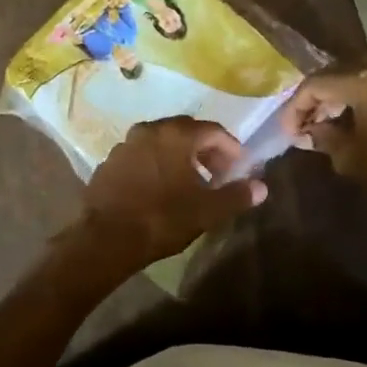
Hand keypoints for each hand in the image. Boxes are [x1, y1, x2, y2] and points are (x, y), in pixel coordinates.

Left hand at [63, 117, 266, 279]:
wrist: (105, 237)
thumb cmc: (161, 218)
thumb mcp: (206, 211)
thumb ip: (236, 196)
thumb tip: (261, 186)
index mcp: (176, 134)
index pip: (213, 130)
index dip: (230, 147)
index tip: (239, 166)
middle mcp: (150, 129)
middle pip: (186, 130)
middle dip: (205, 149)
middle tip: (218, 173)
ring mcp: (126, 143)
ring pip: (162, 141)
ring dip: (180, 155)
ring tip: (190, 182)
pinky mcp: (110, 160)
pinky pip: (142, 154)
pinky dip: (157, 162)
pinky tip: (161, 187)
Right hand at [279, 55, 366, 218]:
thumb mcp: (347, 155)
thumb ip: (321, 135)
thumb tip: (307, 131)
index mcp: (366, 84)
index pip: (318, 83)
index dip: (297, 105)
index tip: (289, 129)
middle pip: (339, 69)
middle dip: (318, 92)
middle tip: (305, 117)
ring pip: (362, 71)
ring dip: (340, 89)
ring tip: (326, 116)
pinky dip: (362, 92)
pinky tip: (353, 116)